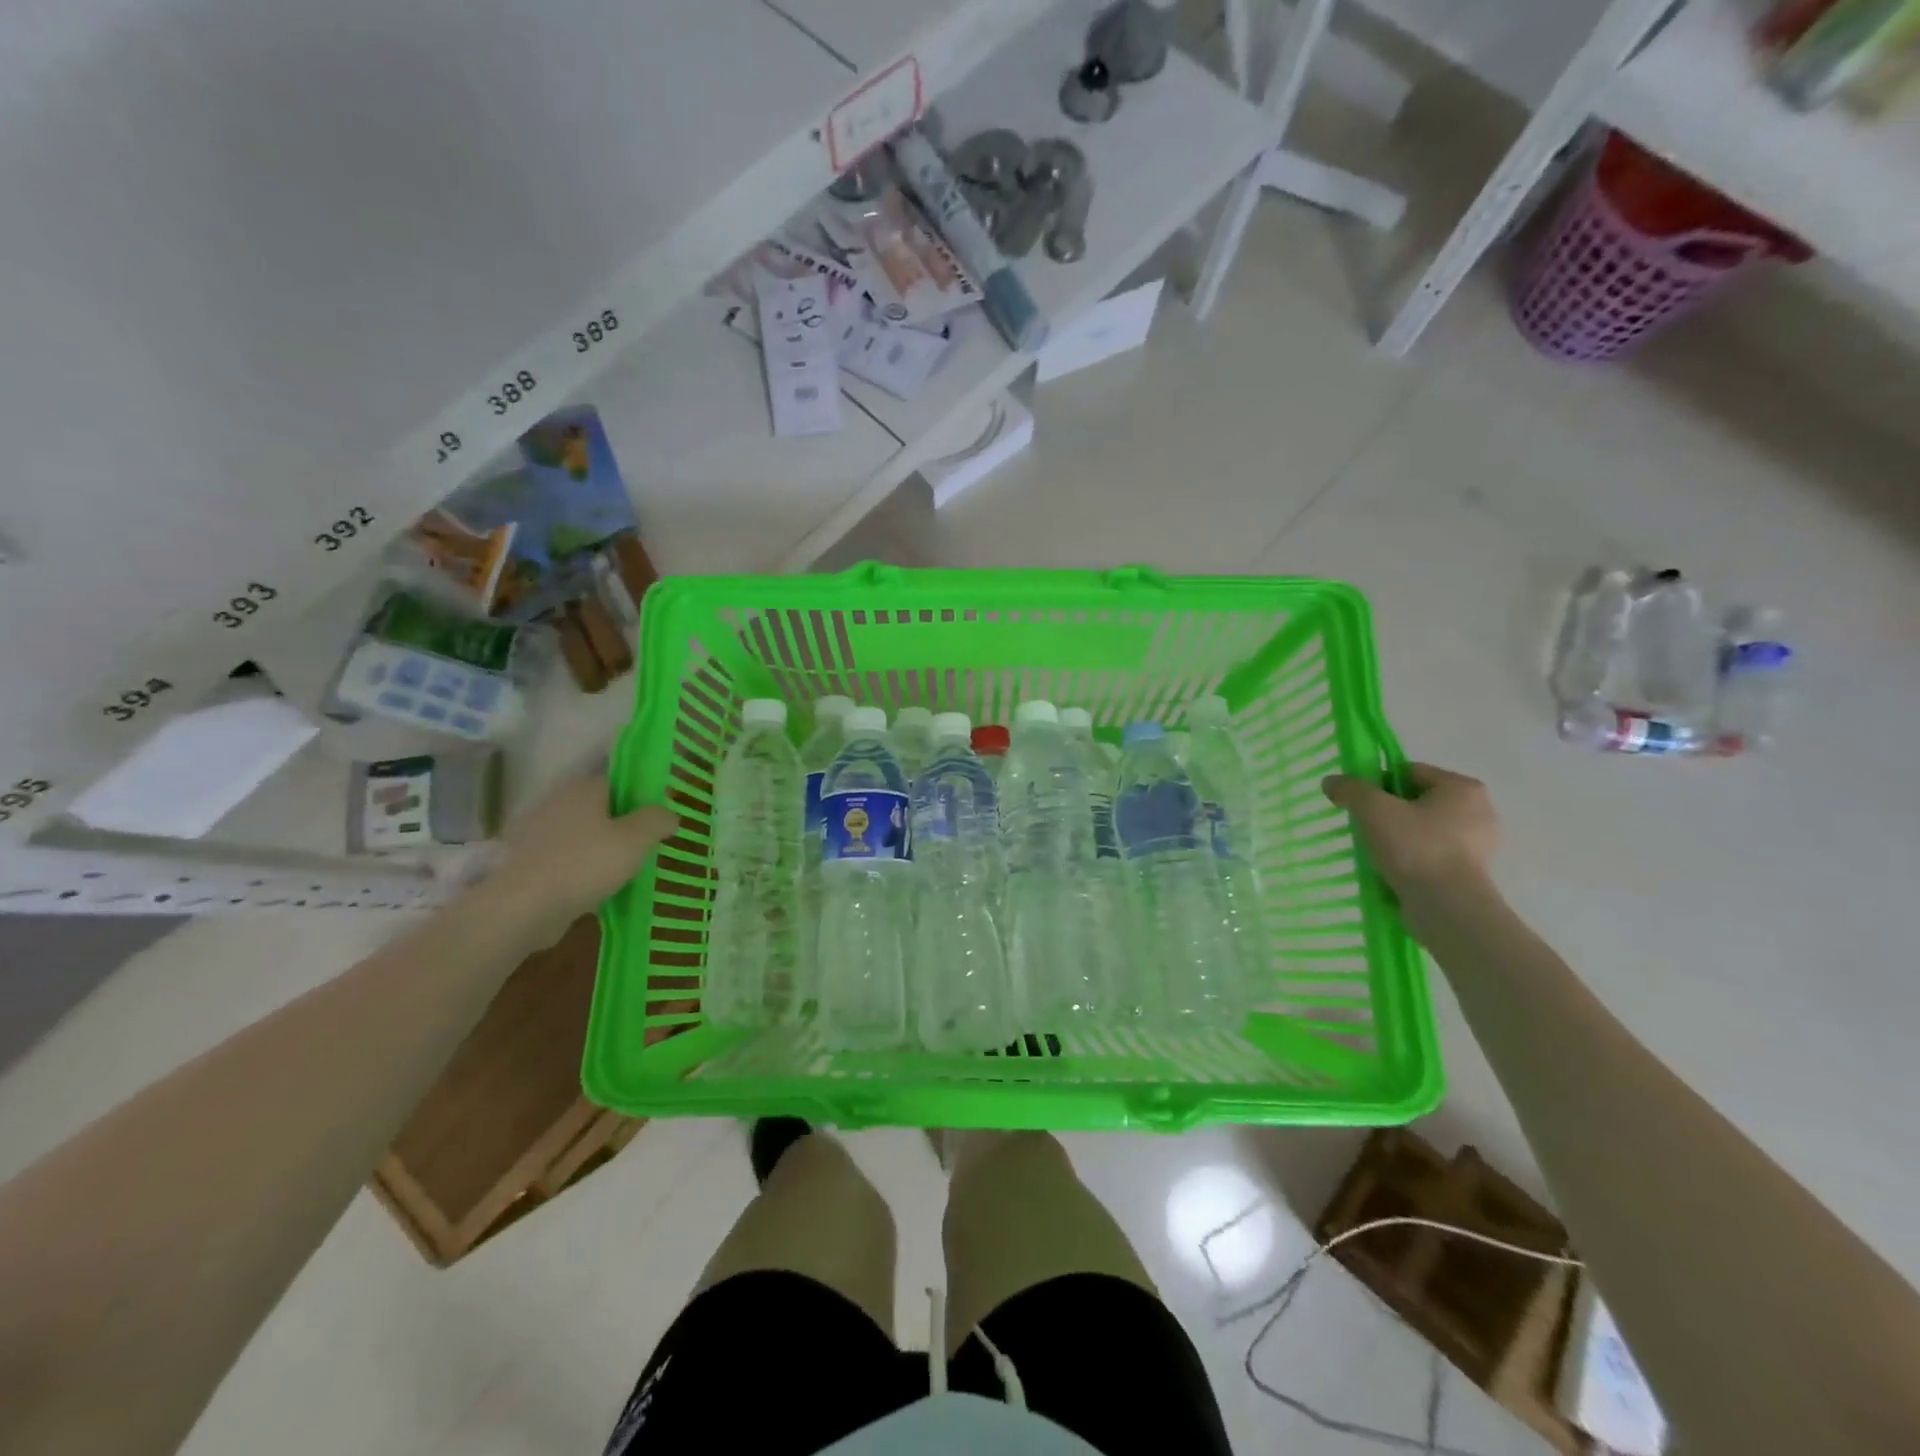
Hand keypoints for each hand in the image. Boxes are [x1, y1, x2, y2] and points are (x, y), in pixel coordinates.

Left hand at [484, 776, 678, 949]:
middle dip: (624, 826)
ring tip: (626, 872)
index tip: (659, 821)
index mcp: (584, 789)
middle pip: (602, 809)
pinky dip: (582, 869)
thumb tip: (670, 814)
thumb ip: (657, 820)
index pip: (621, 782)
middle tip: (647, 848)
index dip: (643, 799)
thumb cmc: (584, 865)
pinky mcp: (528, 862)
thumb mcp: (636, 840)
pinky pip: (567, 859)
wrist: (521, 909)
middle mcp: (558, 802)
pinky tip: (597, 888)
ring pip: (584, 835)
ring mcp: (539, 833)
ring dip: (603, 850)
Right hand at [1322, 763, 1498, 895]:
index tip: (1357, 802)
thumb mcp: (1373, 809)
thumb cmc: (1415, 848)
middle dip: (1387, 812)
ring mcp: (1478, 845)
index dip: (1377, 783)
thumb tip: (1331, 782)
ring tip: (1374, 852)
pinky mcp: (1471, 873)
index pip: (1410, 772)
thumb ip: (1350, 789)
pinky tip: (1391, 870)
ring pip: (1422, 830)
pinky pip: (1430, 855)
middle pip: (1416, 801)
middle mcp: (1478, 811)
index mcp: (1462, 788)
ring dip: (1397, 837)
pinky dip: (1410, 859)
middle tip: (1363, 826)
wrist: (1448, 908)